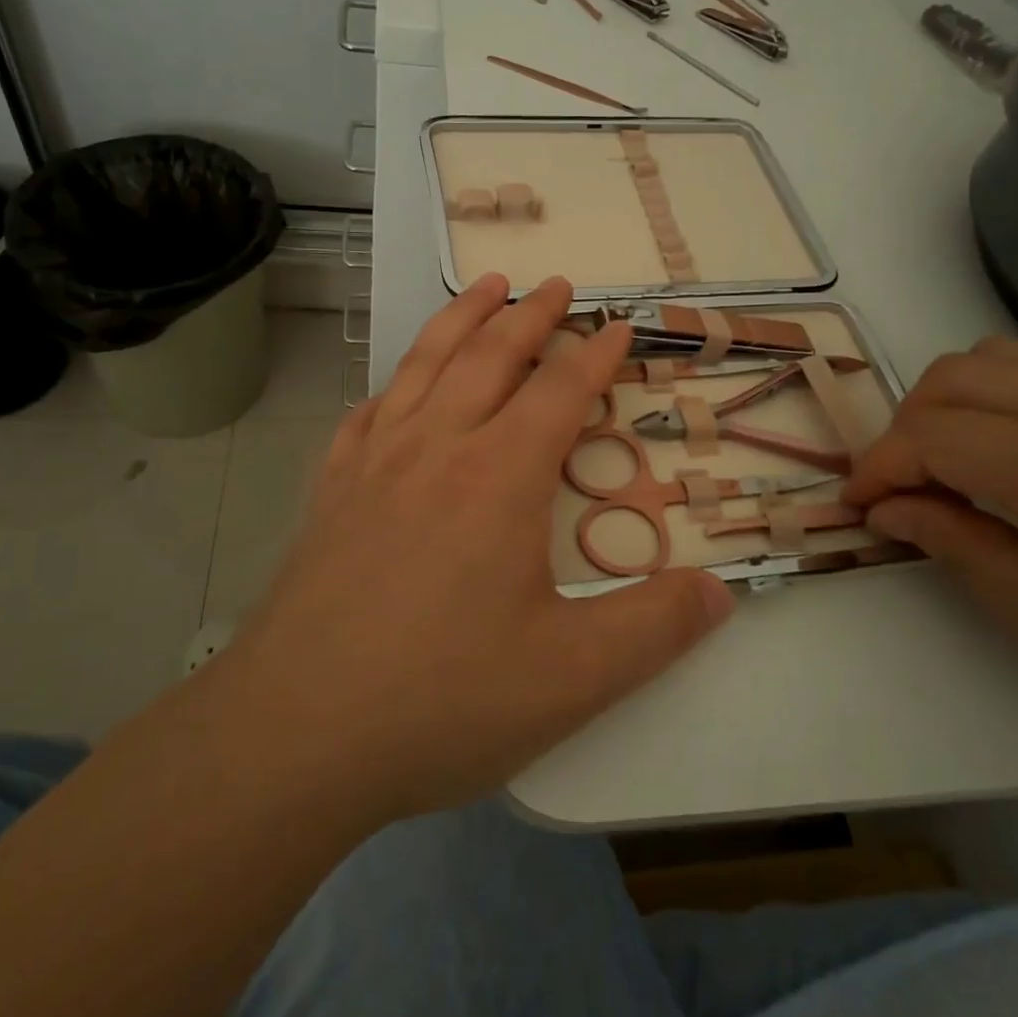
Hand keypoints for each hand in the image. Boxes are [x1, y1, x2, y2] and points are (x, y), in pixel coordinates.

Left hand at [221, 274, 733, 823]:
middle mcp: (437, 448)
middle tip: (555, 285)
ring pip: (425, 364)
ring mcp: (375, 464)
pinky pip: (368, 413)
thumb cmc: (441, 700)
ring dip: (461, 319)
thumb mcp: (570, 678)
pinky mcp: (331, 490)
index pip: (560, 390)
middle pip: (491, 356)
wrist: (296, 731)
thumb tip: (720, 592)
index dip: (596, 353)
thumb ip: (654, 629)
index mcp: (499, 476)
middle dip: (530, 315)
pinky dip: (395, 383)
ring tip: (486, 287)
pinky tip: (399, 386)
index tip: (618, 325)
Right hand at [842, 338, 1017, 768]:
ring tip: (957, 462)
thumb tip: (890, 509)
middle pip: (949, 379)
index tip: (861, 505)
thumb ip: (962, 553)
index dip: (878, 466)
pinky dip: (1004, 392)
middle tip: (906, 489)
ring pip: (993, 355)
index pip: (929, 435)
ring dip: (950, 402)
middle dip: (903, 429)